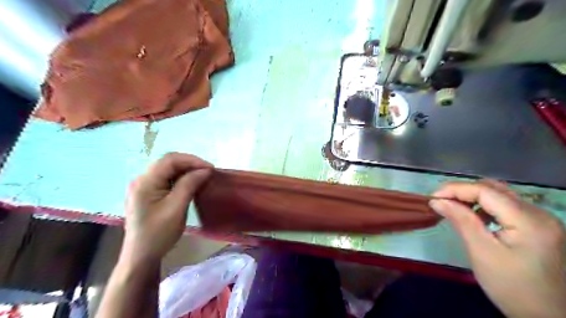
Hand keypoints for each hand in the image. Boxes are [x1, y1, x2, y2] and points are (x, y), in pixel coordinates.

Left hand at [123, 154, 213, 265]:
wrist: (141, 256)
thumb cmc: (158, 234)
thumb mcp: (176, 208)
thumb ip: (189, 185)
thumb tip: (205, 170)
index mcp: (145, 182)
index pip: (170, 160)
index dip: (192, 160)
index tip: (210, 169)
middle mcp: (142, 180)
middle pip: (169, 162)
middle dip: (191, 164)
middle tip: (209, 172)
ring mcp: (145, 186)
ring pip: (169, 169)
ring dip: (187, 170)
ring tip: (203, 176)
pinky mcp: (149, 193)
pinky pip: (167, 178)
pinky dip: (182, 178)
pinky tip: (191, 184)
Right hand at [429, 181, 565, 317]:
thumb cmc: (512, 287)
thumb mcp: (481, 252)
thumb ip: (461, 221)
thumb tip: (436, 200)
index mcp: (529, 220)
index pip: (486, 191)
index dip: (455, 189)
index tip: (432, 198)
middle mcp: (540, 213)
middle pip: (494, 189)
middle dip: (463, 191)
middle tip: (441, 202)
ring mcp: (542, 220)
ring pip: (500, 195)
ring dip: (473, 198)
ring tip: (454, 208)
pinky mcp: (539, 227)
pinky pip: (507, 206)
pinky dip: (486, 207)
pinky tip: (475, 218)